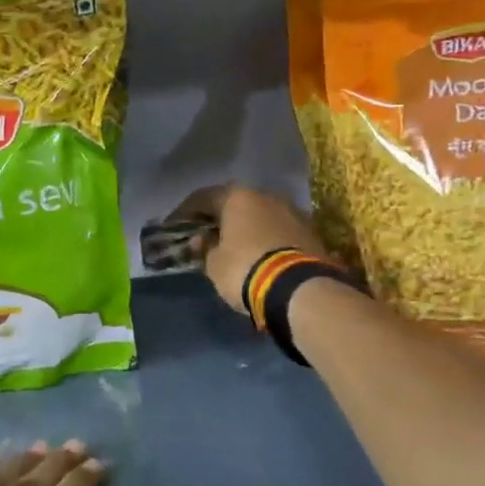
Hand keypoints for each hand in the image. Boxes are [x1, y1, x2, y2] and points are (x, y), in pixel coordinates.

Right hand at [171, 184, 325, 314]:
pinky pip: (278, 231)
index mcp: (238, 197)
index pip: (203, 198)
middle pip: (236, 203)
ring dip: (246, 228)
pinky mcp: (310, 232)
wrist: (300, 289)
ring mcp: (293, 212)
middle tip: (205, 235)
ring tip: (233, 247)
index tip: (174, 226)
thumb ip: (205, 248)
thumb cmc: (245, 269)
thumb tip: (202, 240)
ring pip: (260, 216)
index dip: (185, 212)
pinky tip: (258, 255)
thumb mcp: (214, 264)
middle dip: (220, 218)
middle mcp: (267, 196)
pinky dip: (265, 239)